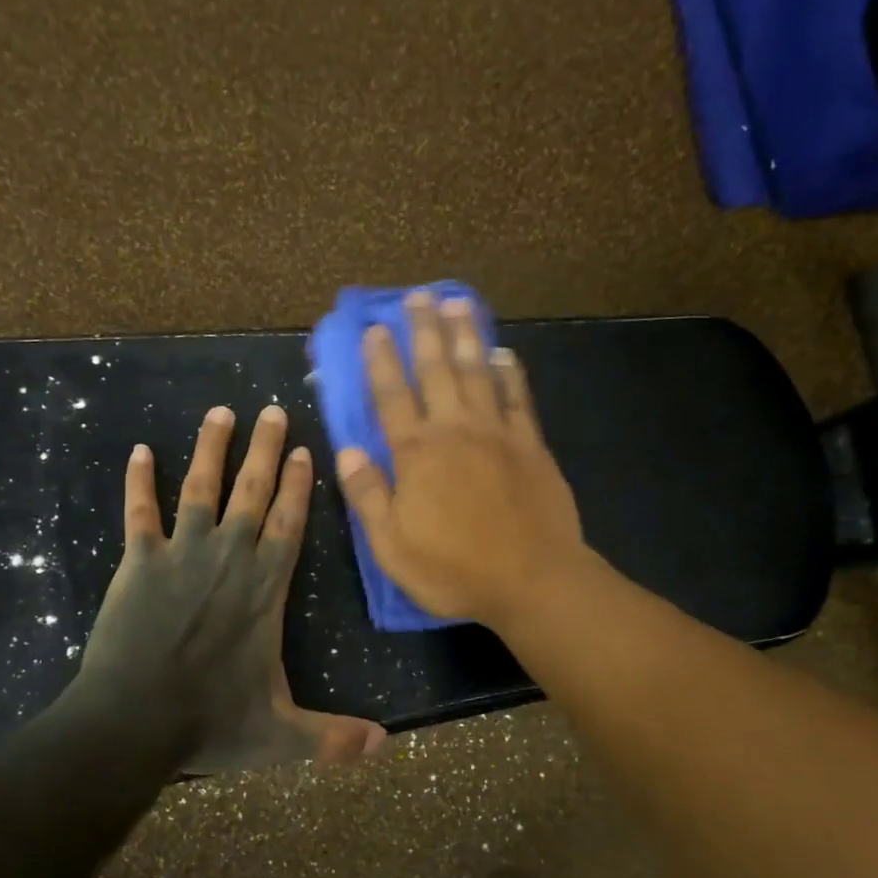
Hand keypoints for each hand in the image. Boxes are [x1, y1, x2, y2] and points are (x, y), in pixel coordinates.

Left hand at [73, 404, 386, 773]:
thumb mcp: (281, 737)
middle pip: (251, 493)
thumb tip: (387, 746)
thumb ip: (333, 737)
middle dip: (264, 450)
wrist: (133, 723)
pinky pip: (139, 513)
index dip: (298, 486)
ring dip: (211, 449)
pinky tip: (139, 451)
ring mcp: (181, 556)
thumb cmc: (210, 724)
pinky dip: (139, 482)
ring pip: (201, 489)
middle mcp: (229, 560)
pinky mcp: (138, 563)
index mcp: (266, 590)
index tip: (302, 450)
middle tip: (271, 410)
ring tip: (220, 412)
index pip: (289, 525)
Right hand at [336, 290, 586, 627]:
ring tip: (457, 304)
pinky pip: (518, 397)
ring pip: (478, 372)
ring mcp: (498, 433)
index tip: (373, 328)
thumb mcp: (392, 545)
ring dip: (466, 336)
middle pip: (437, 370)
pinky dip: (510, 372)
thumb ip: (367, 495)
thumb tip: (345, 451)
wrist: (533, 581)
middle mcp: (455, 430)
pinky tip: (504, 353)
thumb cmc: (455, 569)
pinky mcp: (531, 445)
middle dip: (424, 331)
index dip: (380, 361)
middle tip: (418, 296)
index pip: (392, 396)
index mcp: (416, 454)